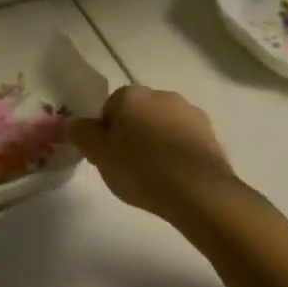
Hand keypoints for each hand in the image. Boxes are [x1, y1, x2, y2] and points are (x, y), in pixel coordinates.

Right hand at [70, 85, 236, 222]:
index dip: (106, 134)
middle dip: (133, 135)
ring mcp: (190, 114)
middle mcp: (161, 95)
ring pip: (163, 127)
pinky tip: (176, 180)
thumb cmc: (140, 168)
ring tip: (155, 177)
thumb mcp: (98, 154)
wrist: (199, 192)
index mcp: (130, 94)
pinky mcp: (212, 136)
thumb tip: (75, 124)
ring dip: (158, 144)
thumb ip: (82, 134)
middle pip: (138, 115)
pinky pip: (185, 143)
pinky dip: (179, 156)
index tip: (109, 157)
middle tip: (128, 167)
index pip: (109, 109)